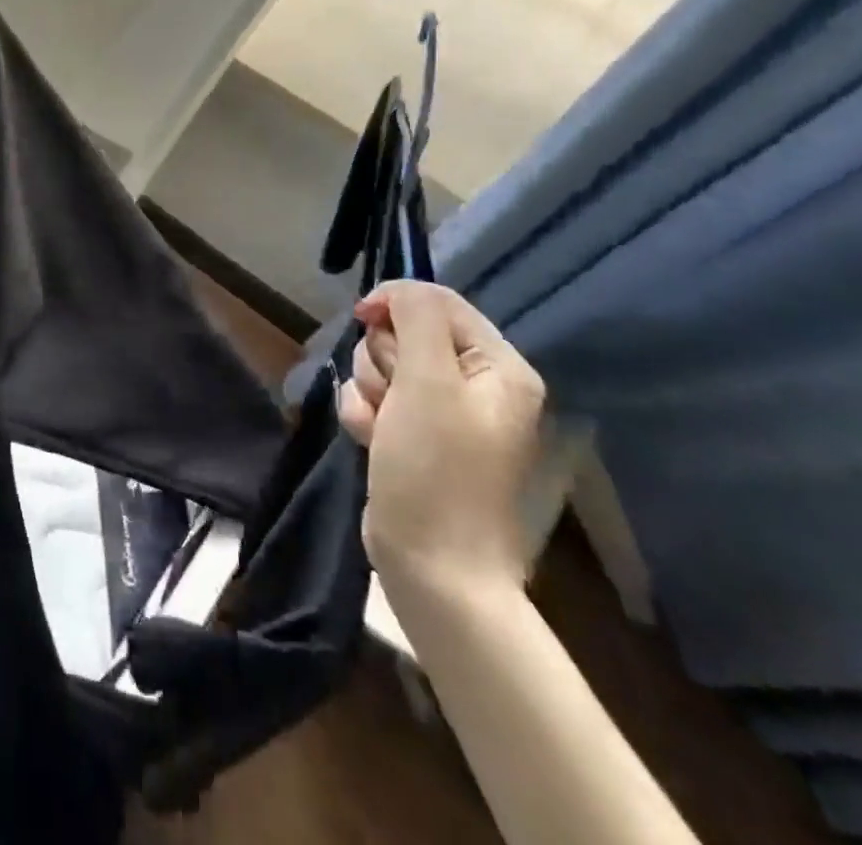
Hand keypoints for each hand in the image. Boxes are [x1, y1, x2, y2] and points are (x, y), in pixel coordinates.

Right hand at [338, 280, 545, 604]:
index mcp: (498, 367)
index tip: (363, 319)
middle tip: (392, 399)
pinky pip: (374, 399)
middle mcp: (475, 385)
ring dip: (369, 392)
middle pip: (404, 333)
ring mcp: (443, 413)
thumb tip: (396, 292)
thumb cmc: (436, 470)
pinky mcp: (413, 436)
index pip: (438, 302)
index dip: (395, 303)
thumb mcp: (428, 382)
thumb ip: (416, 319)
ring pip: (382, 366)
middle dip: (383, 362)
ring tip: (381, 429)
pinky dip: (364, 416)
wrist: (433, 568)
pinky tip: (371, 442)